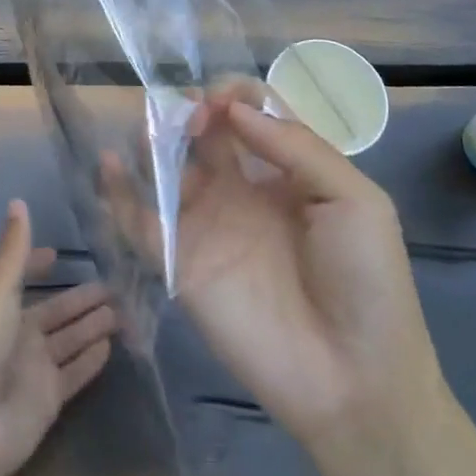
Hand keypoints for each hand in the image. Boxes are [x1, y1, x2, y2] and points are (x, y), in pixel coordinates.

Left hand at [0, 200, 116, 475]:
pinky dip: (91, 360)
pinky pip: (75, 374)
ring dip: (91, 325)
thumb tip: (18, 200)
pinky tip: (112, 345)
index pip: (21, 279)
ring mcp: (33, 370)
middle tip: (116, 284)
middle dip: (80, 299)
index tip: (60, 253)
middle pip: (55, 312)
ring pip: (69, 340)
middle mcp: (16, 336)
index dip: (38, 265)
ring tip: (124, 309)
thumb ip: (14, 251)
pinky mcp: (48, 400)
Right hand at [124, 84, 441, 448]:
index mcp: (287, 171)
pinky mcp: (181, 263)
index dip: (235, 97)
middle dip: (193, 110)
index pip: (251, 114)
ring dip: (154, 140)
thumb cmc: (366, 281)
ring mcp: (208, 225)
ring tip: (151, 132)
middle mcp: (242, 189)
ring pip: (168, 168)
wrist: (354, 378)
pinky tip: (109, 164)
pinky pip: (141, 222)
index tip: (224, 102)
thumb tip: (235, 109)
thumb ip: (297, 147)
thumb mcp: (354, 200)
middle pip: (204, 132)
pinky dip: (119, 192)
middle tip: (191, 115)